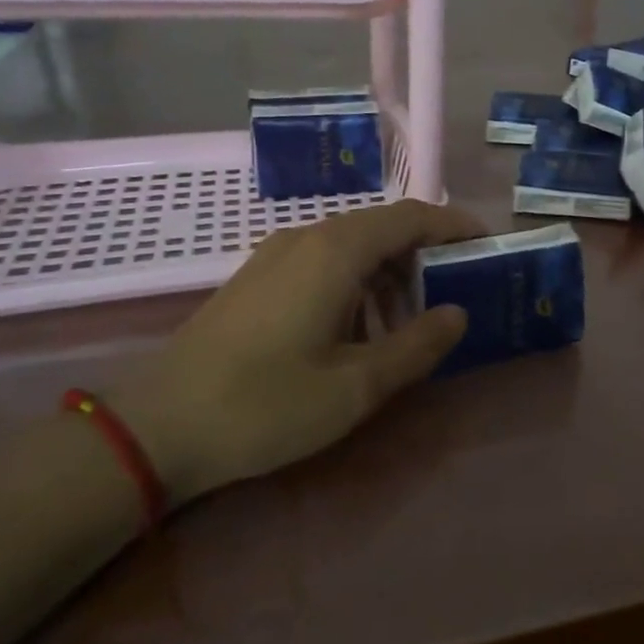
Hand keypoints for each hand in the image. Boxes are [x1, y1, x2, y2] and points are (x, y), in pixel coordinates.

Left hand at [113, 201, 483, 505]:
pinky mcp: (257, 279)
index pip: (412, 217)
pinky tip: (357, 332)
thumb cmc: (266, 404)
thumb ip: (417, 346)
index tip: (488, 245)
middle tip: (458, 291)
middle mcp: (307, 238)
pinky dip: (358, 284)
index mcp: (337, 251)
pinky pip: (324, 263)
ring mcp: (276, 256)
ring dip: (391, 274)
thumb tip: (459, 314)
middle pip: (384, 228)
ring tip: (411, 322)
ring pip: (353, 246)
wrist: (155, 427)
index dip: (455, 226)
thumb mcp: (357, 386)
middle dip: (426, 254)